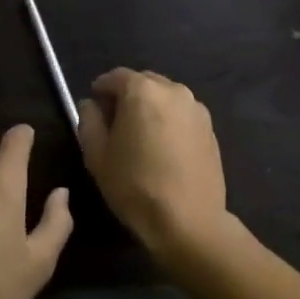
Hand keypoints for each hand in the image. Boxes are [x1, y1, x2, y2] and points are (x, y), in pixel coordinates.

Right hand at [77, 70, 228, 263]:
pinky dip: (169, 121)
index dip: (101, 88)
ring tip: (140, 136)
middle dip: (127, 95)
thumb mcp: (97, 155)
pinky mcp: (210, 128)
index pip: (115, 77)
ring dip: (150, 107)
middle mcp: (173, 90)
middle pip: (143, 82)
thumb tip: (91, 105)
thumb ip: (89, 121)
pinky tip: (163, 148)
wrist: (188, 221)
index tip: (93, 105)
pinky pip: (182, 114)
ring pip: (165, 97)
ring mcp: (196, 108)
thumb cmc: (135, 186)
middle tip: (114, 121)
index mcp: (142, 90)